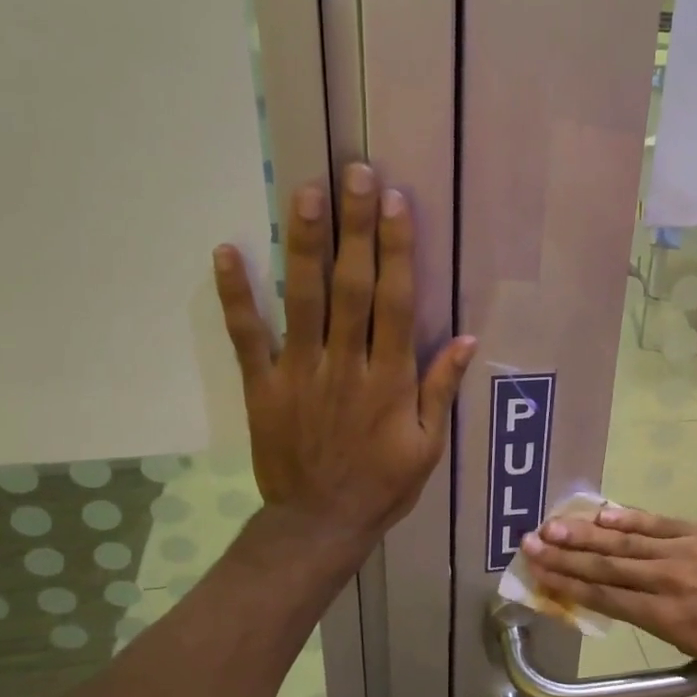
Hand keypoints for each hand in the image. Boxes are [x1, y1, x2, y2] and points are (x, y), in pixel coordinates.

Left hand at [213, 163, 475, 548]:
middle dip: (355, 227)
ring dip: (303, 244)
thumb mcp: (429, 446)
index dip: (397, 250)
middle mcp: (345, 366)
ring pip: (302, 300)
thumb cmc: (382, 485)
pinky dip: (236, 295)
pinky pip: (247, 336)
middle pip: (352, 287)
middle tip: (354, 172)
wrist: (319, 524)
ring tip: (305, 192)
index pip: (397, 303)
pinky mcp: (262, 386)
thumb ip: (441, 389)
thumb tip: (468, 338)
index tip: (395, 202)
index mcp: (389, 381)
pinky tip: (228, 251)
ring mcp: (299, 373)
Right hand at [520, 506, 696, 674]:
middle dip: (564, 555)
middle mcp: (665, 581)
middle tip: (530, 543)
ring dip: (586, 533)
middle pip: (605, 565)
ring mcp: (683, 552)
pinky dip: (628, 518)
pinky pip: (657, 523)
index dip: (567, 584)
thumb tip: (619, 597)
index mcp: (663, 616)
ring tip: (553, 525)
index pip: (604, 596)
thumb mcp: (691, 644)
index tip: (538, 573)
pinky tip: (602, 513)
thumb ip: (652, 619)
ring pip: (625, 541)